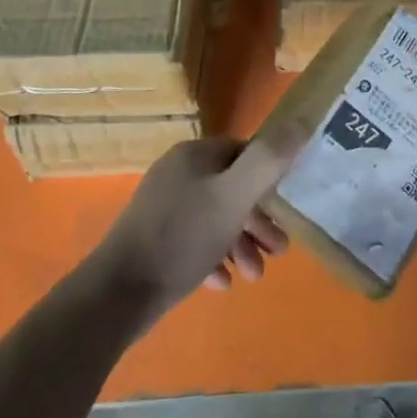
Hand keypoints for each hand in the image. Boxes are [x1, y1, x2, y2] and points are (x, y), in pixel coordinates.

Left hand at [89, 132, 301, 321]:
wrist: (116, 295)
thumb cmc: (182, 239)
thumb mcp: (233, 197)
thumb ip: (268, 161)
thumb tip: (301, 122)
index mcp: (194, 155)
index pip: (243, 153)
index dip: (269, 179)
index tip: (286, 210)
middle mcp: (177, 173)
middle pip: (230, 188)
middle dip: (257, 221)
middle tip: (279, 250)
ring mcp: (161, 207)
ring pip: (214, 218)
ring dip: (239, 244)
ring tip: (255, 276)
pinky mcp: (151, 240)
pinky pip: (192, 241)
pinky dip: (212, 257)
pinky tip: (222, 283)